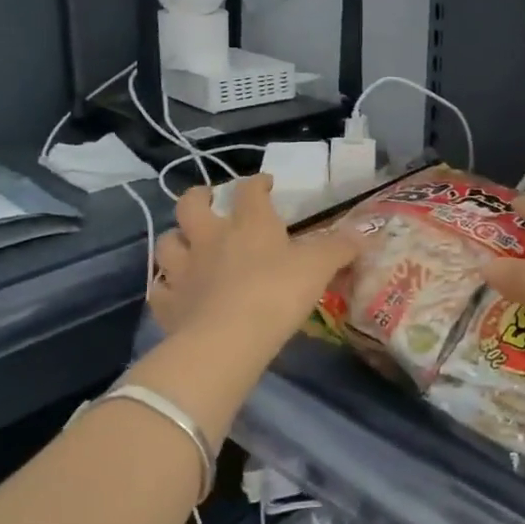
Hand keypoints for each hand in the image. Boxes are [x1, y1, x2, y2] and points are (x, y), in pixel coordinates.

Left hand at [149, 176, 358, 353]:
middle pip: (191, 204)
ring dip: (176, 239)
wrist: (227, 340)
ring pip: (167, 242)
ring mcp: (183, 270)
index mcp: (248, 223)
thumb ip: (340, 248)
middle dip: (199, 197)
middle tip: (208, 200)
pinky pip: (159, 288)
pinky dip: (167, 286)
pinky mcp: (167, 304)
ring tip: (188, 245)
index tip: (266, 185)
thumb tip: (365, 235)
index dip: (257, 183)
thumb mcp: (319, 267)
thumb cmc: (277, 293)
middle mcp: (210, 238)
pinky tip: (176, 291)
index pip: (249, 190)